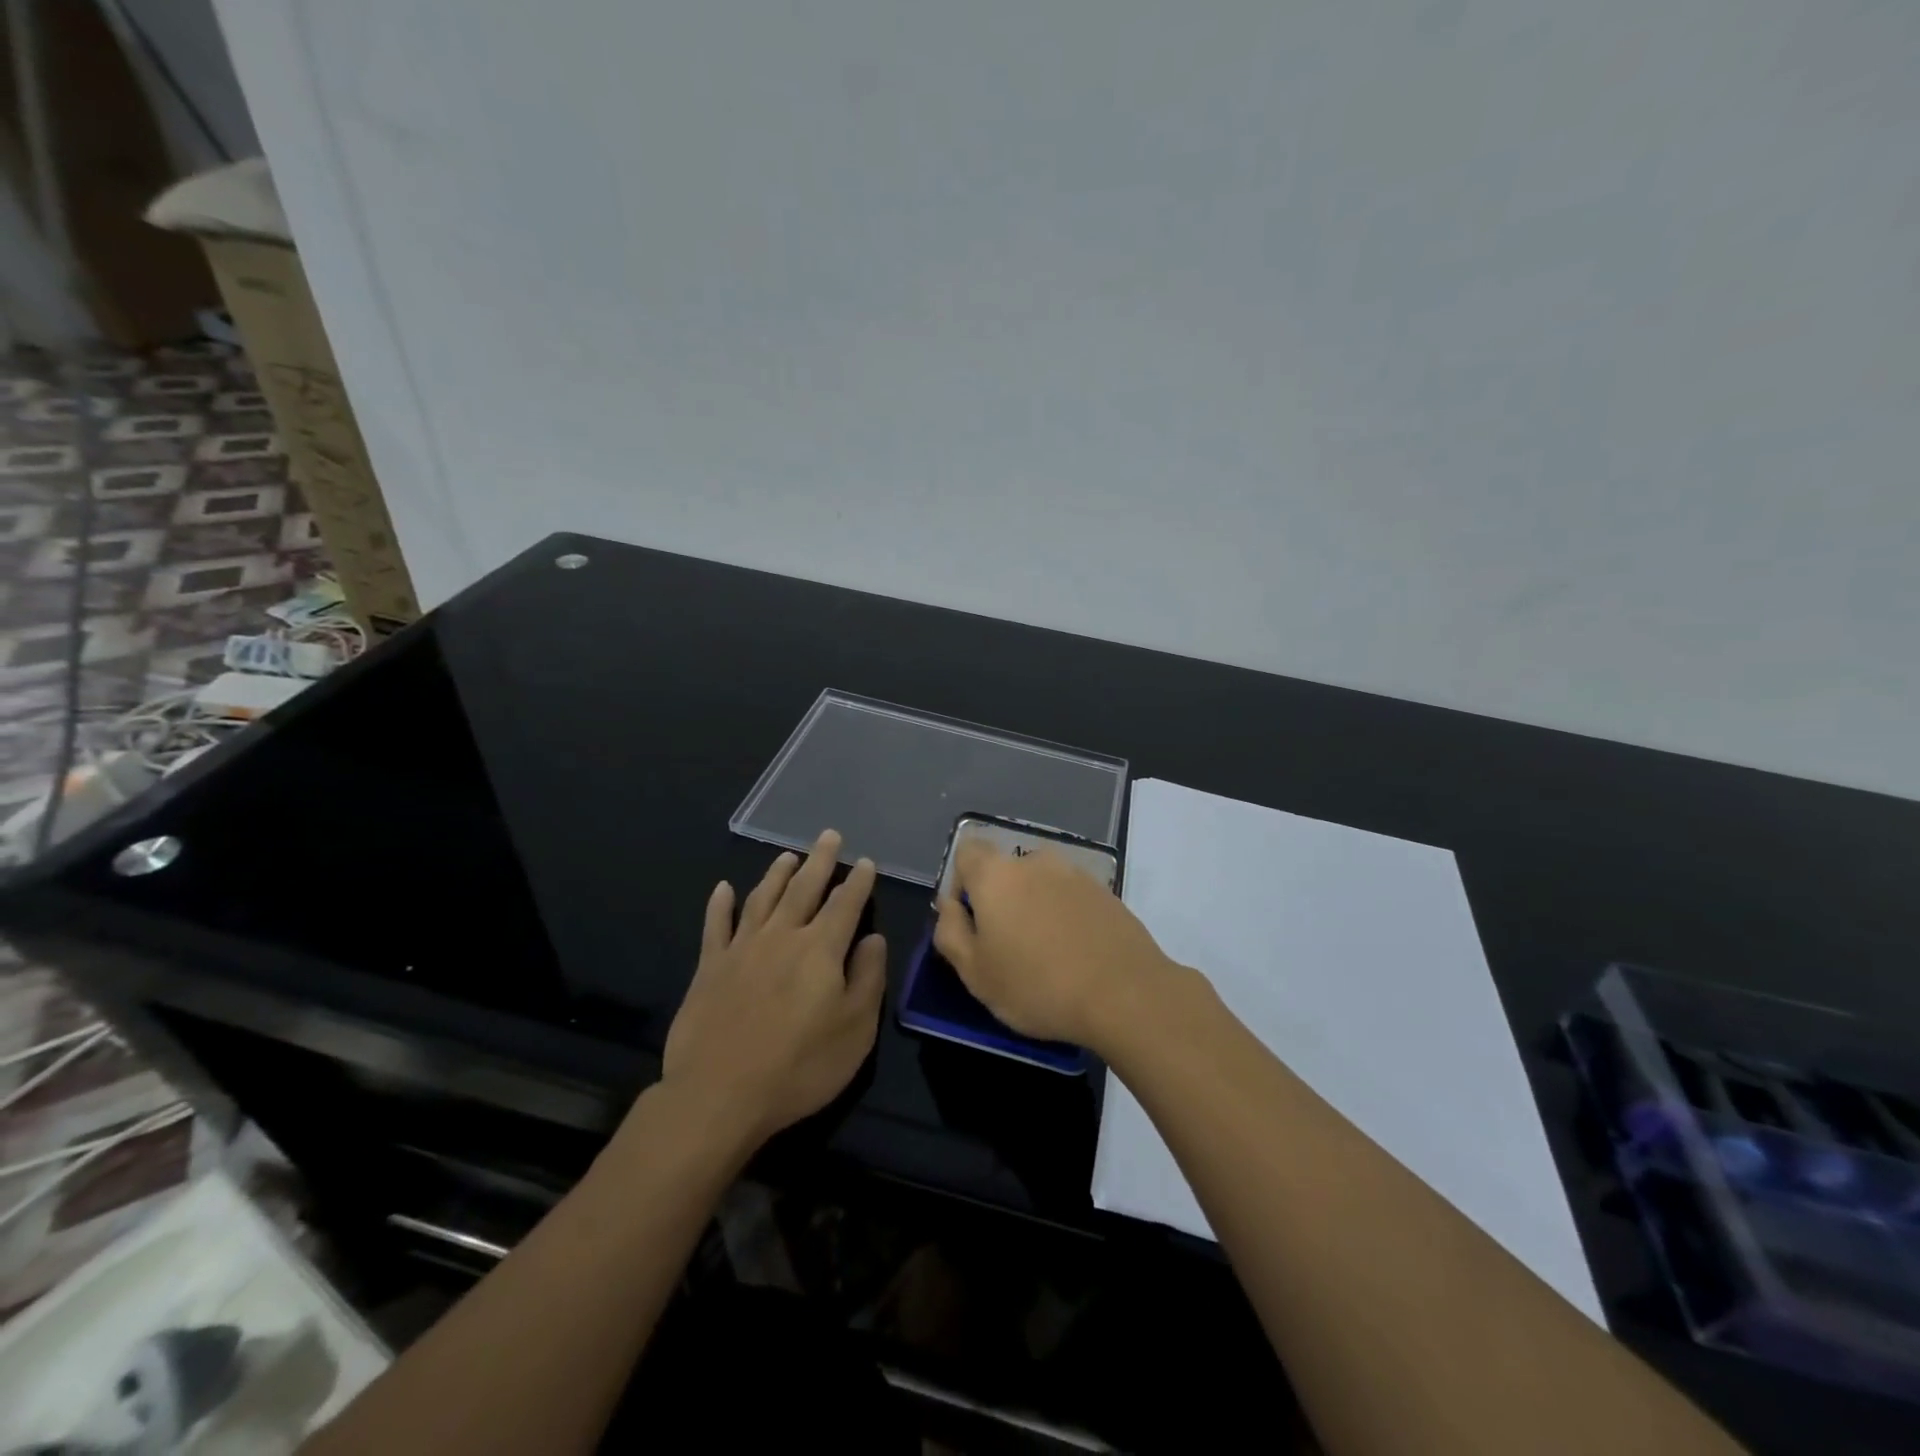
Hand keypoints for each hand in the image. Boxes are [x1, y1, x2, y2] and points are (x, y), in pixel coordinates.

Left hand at [662, 830, 886, 1143]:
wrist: (719, 1094)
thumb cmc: (800, 1066)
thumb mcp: (855, 1030)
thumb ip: (868, 978)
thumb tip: (874, 938)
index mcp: (821, 948)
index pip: (845, 904)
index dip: (858, 881)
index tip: (866, 861)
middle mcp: (782, 936)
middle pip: (804, 888)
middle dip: (820, 860)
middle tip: (829, 835)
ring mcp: (742, 948)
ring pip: (763, 898)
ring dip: (777, 874)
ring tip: (788, 856)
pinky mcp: (709, 967)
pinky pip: (716, 925)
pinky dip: (720, 904)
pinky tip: (723, 889)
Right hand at [933, 840, 1176, 1049]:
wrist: (1126, 994)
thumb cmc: (1038, 986)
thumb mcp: (975, 973)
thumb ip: (951, 932)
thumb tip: (948, 905)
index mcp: (996, 874)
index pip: (967, 852)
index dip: (962, 883)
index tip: (971, 921)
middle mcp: (1035, 861)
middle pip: (1006, 870)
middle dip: (1001, 900)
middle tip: (1008, 947)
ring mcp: (1075, 873)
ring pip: (1041, 884)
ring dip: (1035, 907)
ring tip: (1046, 954)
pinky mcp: (1106, 892)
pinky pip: (1071, 897)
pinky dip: (1066, 916)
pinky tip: (1076, 954)